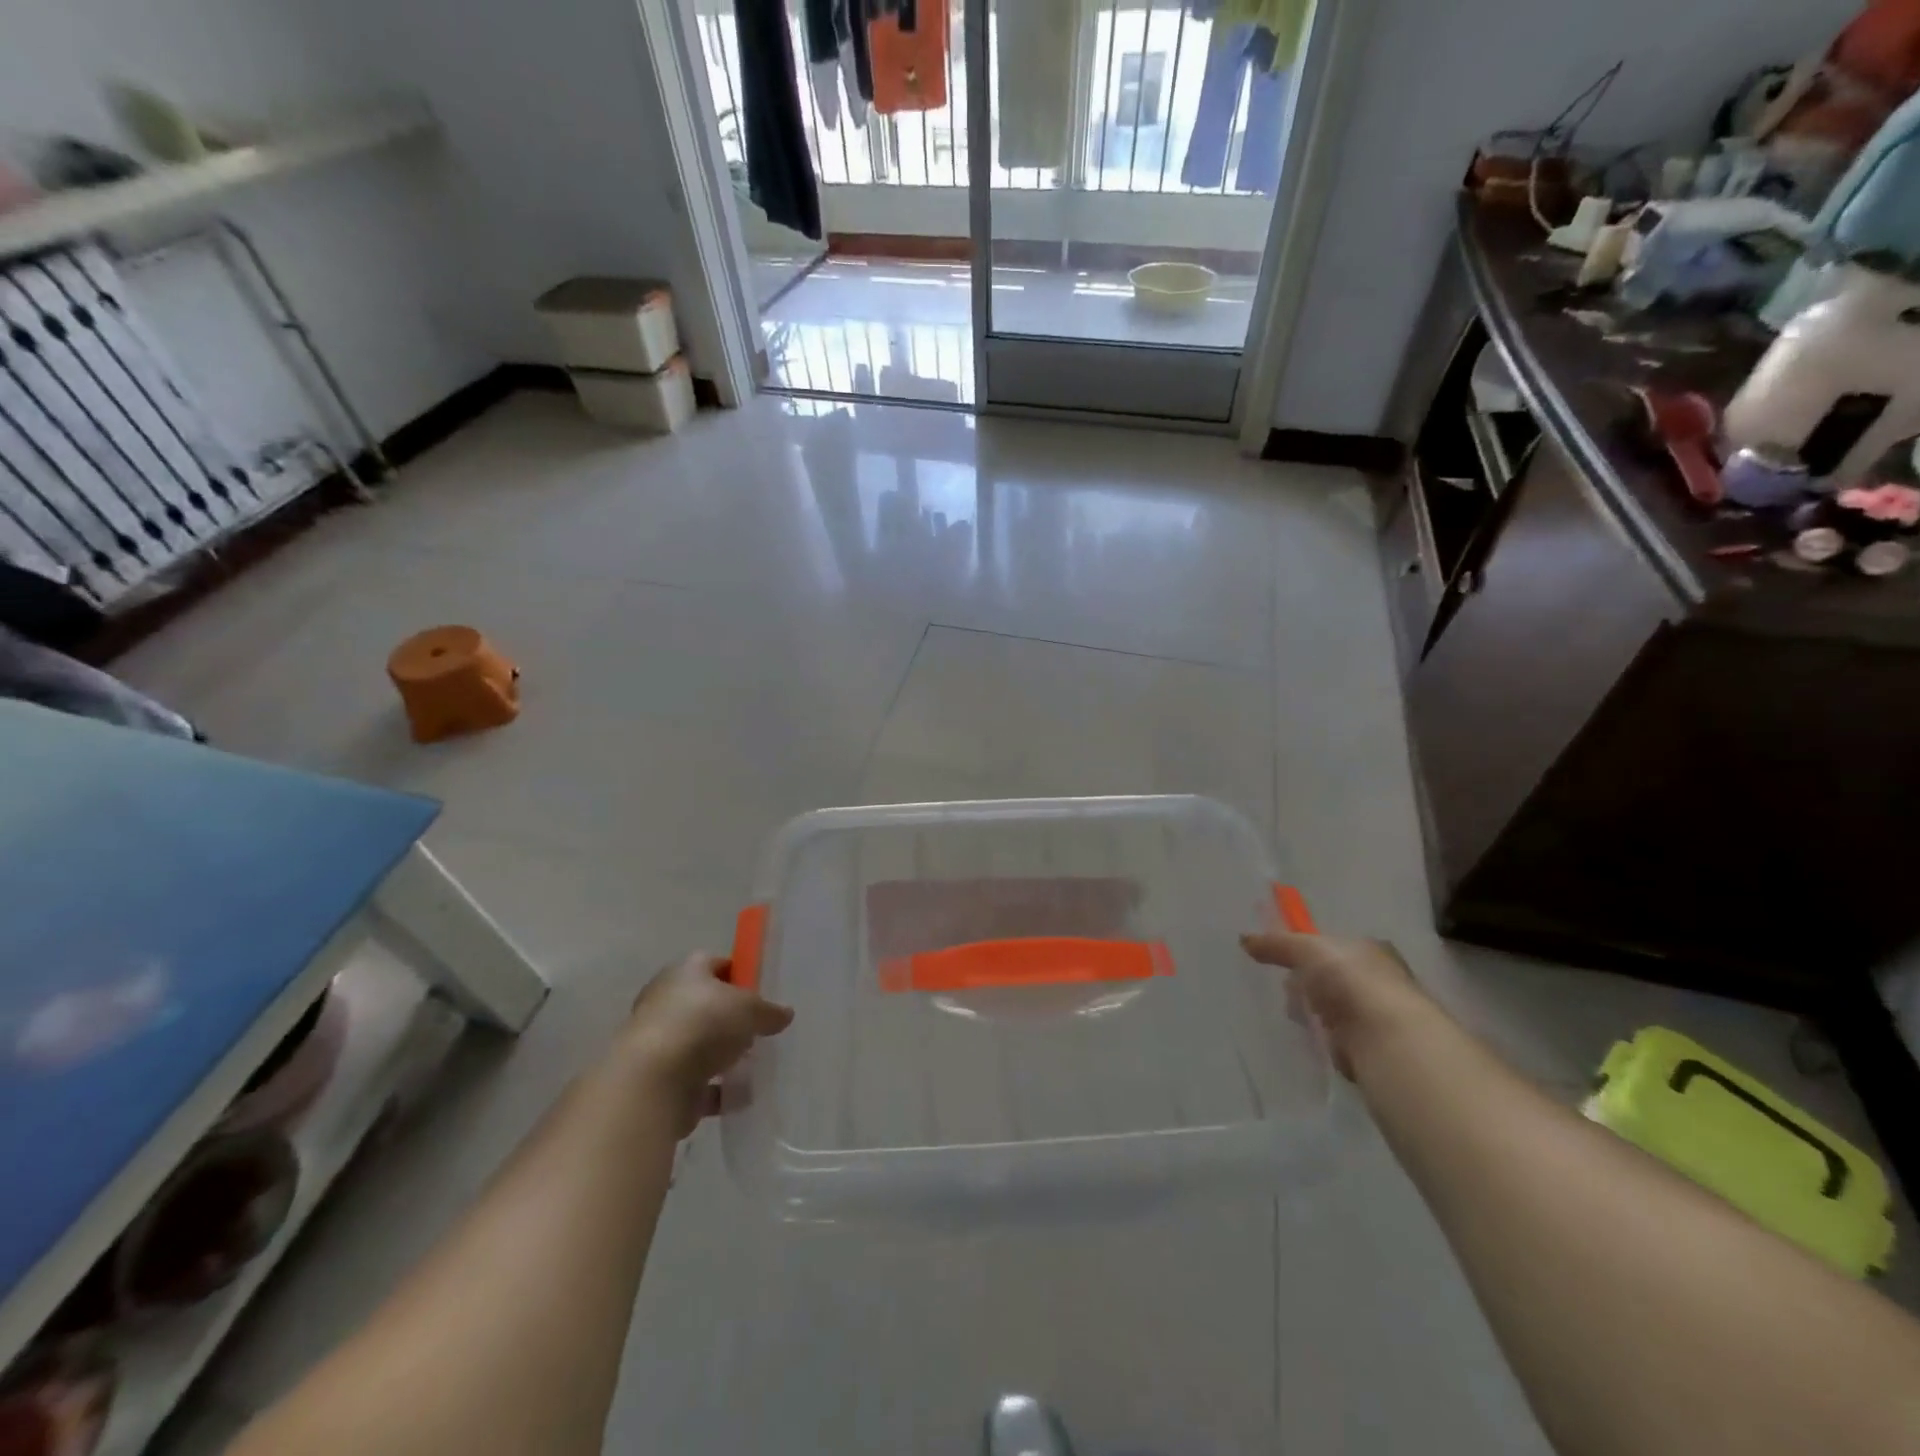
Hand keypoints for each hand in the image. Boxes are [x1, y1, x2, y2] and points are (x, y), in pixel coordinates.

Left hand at [620, 953, 793, 1135]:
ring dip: (722, 1055)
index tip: (759, 992)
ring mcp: (659, 1041)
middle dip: (730, 1018)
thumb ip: (768, 1011)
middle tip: (757, 1029)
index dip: (738, 974)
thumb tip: (784, 1014)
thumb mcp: (750, 1009)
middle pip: (705, 1005)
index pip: (714, 964)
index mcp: (685, 972)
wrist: (653, 1081)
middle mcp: (666, 1001)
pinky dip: (715, 1089)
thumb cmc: (703, 1024)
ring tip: (752, 1064)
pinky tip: (739, 1096)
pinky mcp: (657, 1079)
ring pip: (699, 1044)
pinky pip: (694, 1081)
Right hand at [1240, 931, 1436, 1079]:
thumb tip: (1244, 939)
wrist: (1387, 1037)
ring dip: (1314, 1014)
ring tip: (1300, 1017)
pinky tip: (1315, 1039)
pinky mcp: (1372, 1049)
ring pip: (1333, 1010)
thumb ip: (1277, 944)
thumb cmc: (1351, 980)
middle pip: (1331, 979)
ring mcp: (1377, 1016)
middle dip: (1307, 986)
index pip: (1334, 947)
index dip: (1308, 953)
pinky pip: (1338, 1039)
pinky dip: (1325, 1040)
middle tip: (1290, 991)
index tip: (1285, 962)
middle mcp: (1379, 980)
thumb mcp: (1307, 949)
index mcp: (1370, 950)